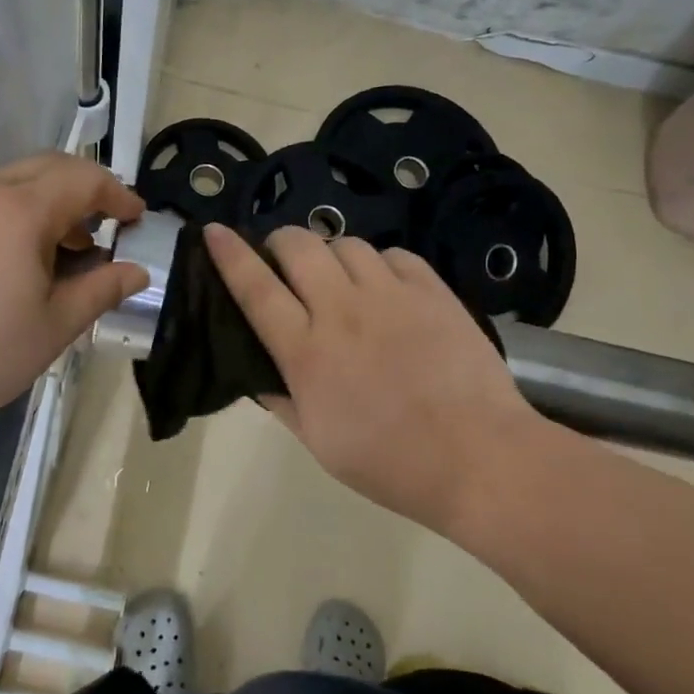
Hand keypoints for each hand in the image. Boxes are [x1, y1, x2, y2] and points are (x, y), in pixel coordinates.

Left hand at [0, 154, 148, 434]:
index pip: (86, 180)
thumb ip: (101, 290)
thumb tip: (138, 271)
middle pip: (52, 167)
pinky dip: (26, 211)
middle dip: (89, 187)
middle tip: (111, 223)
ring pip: (20, 180)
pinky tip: (28, 257)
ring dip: (56, 199)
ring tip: (73, 244)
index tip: (139, 220)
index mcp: (25, 211)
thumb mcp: (55, 326)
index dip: (120, 195)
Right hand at [204, 223, 541, 532]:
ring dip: (331, 254)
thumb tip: (259, 374)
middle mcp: (343, 311)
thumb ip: (283, 401)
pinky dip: (378, 263)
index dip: (230, 255)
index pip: (256, 289)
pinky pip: (394, 254)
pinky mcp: (433, 291)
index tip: (213, 231)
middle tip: (283, 261)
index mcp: (307, 352)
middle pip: (299, 246)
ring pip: (346, 244)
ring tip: (338, 278)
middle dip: (281, 242)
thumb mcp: (319, 442)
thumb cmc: (391, 462)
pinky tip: (384, 287)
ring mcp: (391, 296)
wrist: (480, 458)